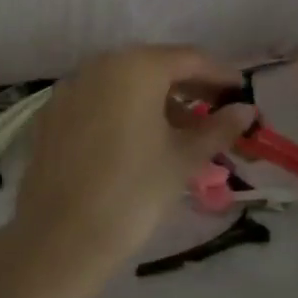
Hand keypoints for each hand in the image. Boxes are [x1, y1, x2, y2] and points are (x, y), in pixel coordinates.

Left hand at [0, 46, 254, 297]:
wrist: (59, 238)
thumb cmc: (133, 192)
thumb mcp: (183, 159)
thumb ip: (218, 128)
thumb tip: (246, 110)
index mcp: (137, 67)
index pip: (190, 59)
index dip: (219, 74)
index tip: (240, 93)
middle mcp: (101, 64)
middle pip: (155, 66)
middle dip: (187, 86)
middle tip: (215, 111)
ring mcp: (71, 87)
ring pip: (124, 82)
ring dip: (155, 99)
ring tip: (180, 131)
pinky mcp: (52, 113)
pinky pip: (98, 99)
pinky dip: (122, 110)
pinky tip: (136, 139)